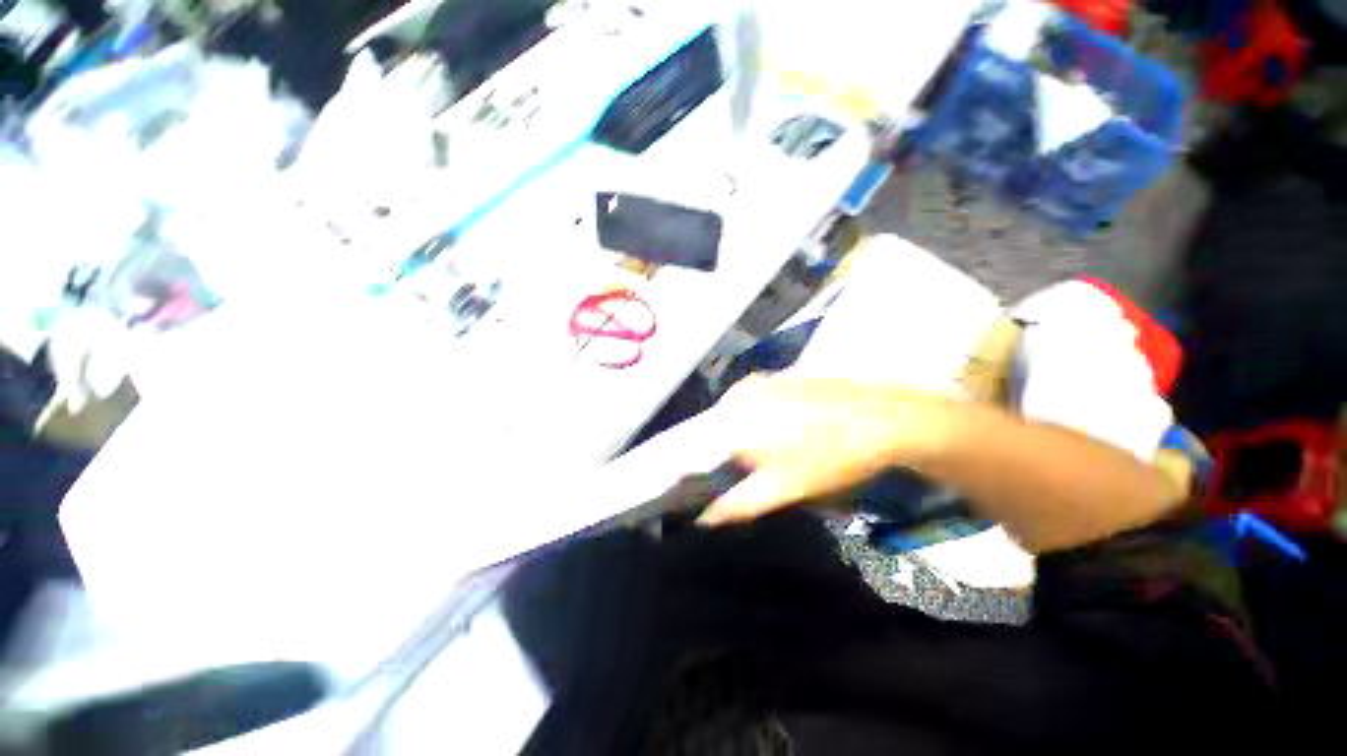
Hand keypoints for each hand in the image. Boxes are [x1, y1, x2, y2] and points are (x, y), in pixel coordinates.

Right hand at [692, 375, 951, 526]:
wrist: (881, 418)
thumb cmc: (828, 458)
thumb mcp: (782, 489)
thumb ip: (738, 504)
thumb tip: (703, 518)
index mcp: (732, 422)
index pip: (693, 450)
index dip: (693, 472)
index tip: (699, 488)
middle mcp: (736, 396)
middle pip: (711, 431)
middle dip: (718, 454)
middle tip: (738, 475)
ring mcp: (755, 382)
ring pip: (731, 416)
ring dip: (737, 436)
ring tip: (759, 455)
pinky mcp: (773, 377)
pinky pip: (748, 402)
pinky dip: (751, 419)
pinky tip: (776, 432)